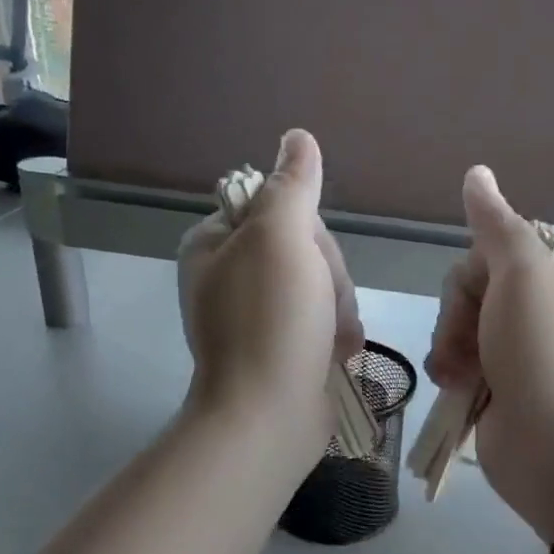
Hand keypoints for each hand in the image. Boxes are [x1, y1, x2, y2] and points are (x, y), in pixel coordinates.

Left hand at [178, 129, 362, 435]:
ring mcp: (258, 315)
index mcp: (214, 244)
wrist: (270, 416)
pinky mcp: (283, 346)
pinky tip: (337, 352)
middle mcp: (231, 276)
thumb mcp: (280, 238)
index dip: (307, 231)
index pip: (277, 207)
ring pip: (323, 284)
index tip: (307, 259)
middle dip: (328, 276)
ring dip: (338, 307)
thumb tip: (297, 137)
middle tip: (322, 304)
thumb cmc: (271, 320)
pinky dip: (337, 333)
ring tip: (332, 338)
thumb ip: (291, 185)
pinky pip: (324, 319)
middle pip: (305, 248)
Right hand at [424, 166, 553, 539]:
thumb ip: (496, 224)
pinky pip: (459, 361)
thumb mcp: (522, 275)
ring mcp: (519, 350)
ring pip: (459, 326)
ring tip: (459, 377)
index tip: (481, 298)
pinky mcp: (500, 385)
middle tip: (469, 346)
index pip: (491, 251)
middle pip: (470, 289)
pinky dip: (451, 372)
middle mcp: (540, 307)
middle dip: (458, 316)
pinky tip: (455, 389)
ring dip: (450, 347)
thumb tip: (476, 173)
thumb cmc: (541, 353)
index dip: (472, 275)